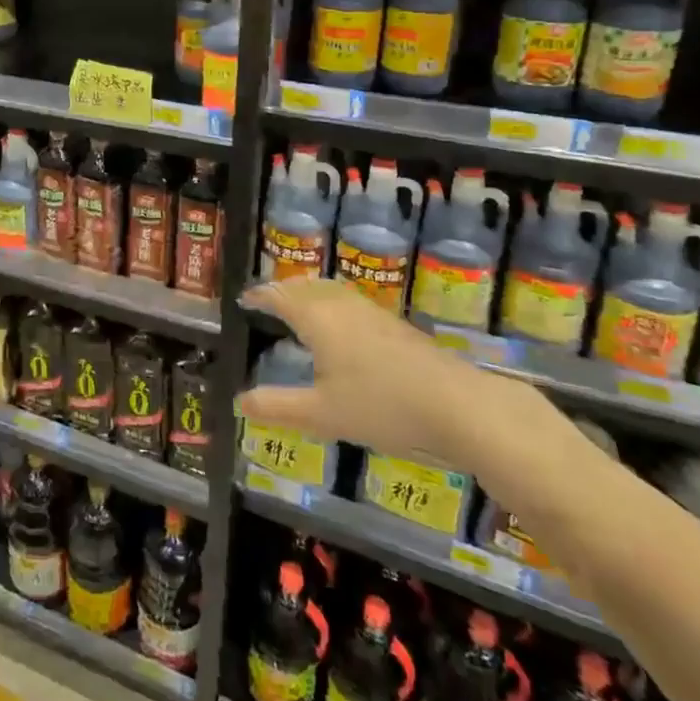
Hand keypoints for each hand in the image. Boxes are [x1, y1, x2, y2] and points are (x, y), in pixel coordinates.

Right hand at [238, 279, 537, 469]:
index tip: (245, 298)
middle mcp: (342, 307)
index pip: (280, 296)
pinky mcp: (396, 326)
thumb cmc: (382, 407)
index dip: (261, 295)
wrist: (459, 406)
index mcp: (318, 319)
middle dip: (284, 289)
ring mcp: (373, 313)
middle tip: (269, 299)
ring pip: (332, 290)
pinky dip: (333, 304)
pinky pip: (351, 302)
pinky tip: (343, 329)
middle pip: (307, 286)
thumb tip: (240, 401)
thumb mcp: (322, 414)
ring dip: (310, 293)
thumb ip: (278, 407)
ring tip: (301, 307)